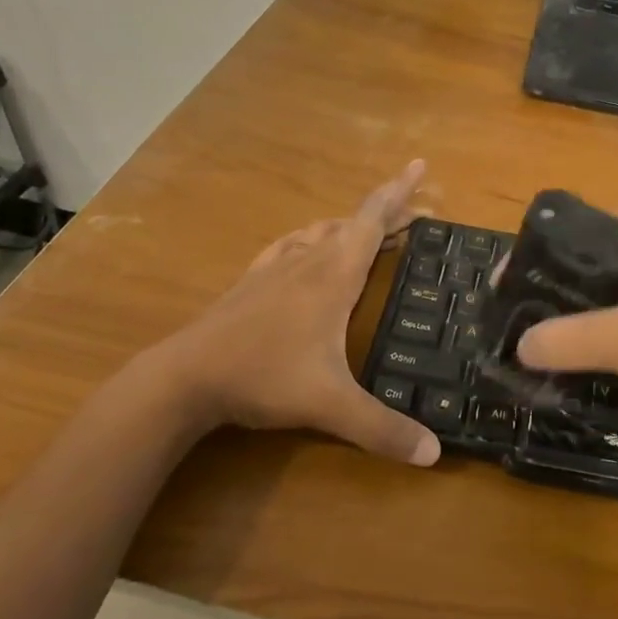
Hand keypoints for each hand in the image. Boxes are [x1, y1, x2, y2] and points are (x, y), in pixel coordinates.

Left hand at [146, 160, 440, 465]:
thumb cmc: (262, 377)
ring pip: (322, 231)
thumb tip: (434, 455)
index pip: (373, 220)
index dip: (399, 191)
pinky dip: (312, 238)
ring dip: (352, 226)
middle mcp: (308, 260)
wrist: (183, 378)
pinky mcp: (252, 282)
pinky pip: (291, 245)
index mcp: (334, 275)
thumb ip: (381, 429)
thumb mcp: (329, 405)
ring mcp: (275, 268)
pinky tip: (307, 247)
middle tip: (418, 215)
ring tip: (372, 234)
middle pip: (354, 223)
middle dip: (389, 213)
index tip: (420, 164)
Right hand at [515, 205, 617, 460]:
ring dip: (597, 302)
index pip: (580, 225)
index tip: (512, 285)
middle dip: (566, 282)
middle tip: (531, 314)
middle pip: (602, 251)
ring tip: (560, 333)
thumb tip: (519, 344)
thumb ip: (567, 339)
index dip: (542, 255)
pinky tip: (612, 345)